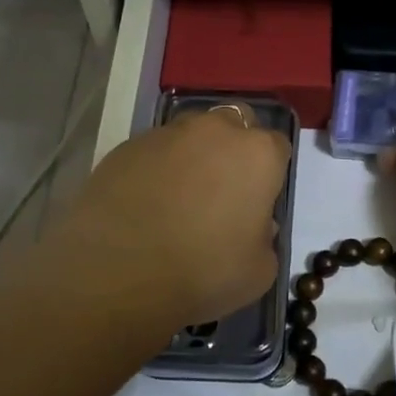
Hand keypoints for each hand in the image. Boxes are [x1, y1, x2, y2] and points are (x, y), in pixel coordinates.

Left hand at [39, 107, 290, 334]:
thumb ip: (265, 239)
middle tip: (223, 188)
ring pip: (190, 133)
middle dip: (233, 147)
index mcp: (257, 154)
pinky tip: (145, 203)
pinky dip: (155, 168)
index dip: (271, 172)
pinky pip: (152, 151)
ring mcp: (167, 134)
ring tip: (178, 196)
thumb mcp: (259, 271)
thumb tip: (253, 226)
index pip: (278, 146)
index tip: (260, 199)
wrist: (118, 272)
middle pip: (235, 123)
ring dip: (193, 155)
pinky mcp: (126, 146)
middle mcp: (215, 131)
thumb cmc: (203, 272)